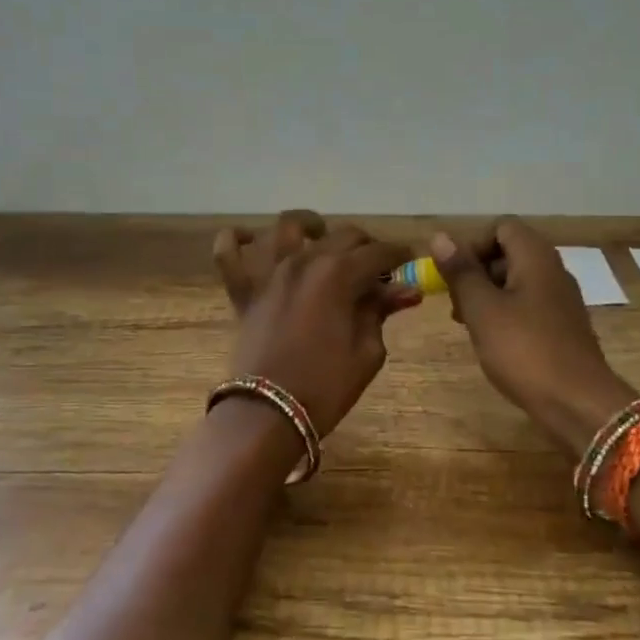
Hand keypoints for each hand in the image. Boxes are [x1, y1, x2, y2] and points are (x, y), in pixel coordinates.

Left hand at [213, 213, 418, 434]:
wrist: (268, 414)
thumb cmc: (326, 386)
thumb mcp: (367, 352)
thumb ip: (381, 311)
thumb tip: (406, 289)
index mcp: (339, 274)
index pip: (378, 253)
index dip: (399, 255)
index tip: (411, 260)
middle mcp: (304, 260)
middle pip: (343, 234)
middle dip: (366, 245)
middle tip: (376, 267)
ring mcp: (270, 272)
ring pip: (287, 227)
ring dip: (309, 225)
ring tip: (320, 236)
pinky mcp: (244, 290)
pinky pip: (228, 252)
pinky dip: (235, 239)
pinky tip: (250, 239)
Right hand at [432, 218, 637, 456]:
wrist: (578, 403)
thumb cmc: (524, 350)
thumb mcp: (482, 309)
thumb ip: (461, 272)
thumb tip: (440, 236)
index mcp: (536, 257)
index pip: (501, 227)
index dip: (473, 245)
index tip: (455, 276)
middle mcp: (553, 270)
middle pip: (509, 252)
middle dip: (477, 272)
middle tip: (456, 304)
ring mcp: (561, 300)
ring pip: (517, 281)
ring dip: (488, 295)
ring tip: (468, 325)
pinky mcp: (563, 326)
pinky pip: (529, 305)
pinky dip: (506, 314)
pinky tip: (493, 341)